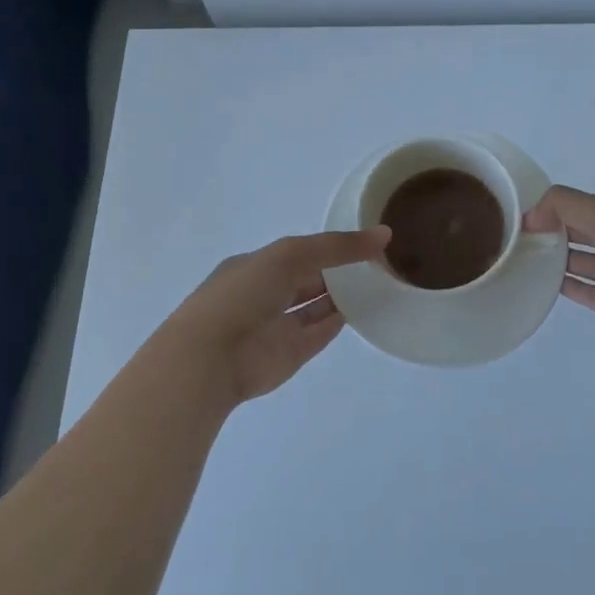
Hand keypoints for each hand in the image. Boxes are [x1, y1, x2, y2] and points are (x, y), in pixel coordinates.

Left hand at [146, 228, 391, 408]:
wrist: (210, 358)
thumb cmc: (244, 294)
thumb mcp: (291, 255)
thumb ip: (337, 246)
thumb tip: (383, 235)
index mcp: (256, 266)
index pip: (298, 252)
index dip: (329, 246)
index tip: (363, 241)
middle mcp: (265, 294)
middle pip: (309, 278)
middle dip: (338, 270)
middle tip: (379, 261)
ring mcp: (278, 325)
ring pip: (316, 306)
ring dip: (343, 295)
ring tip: (380, 282)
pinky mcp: (290, 353)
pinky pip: (320, 332)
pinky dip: (340, 321)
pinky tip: (365, 310)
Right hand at [522, 185, 594, 346]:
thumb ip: (564, 206)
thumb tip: (529, 216)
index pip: (585, 206)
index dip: (555, 208)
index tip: (523, 215)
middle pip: (583, 233)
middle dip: (553, 231)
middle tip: (515, 236)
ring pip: (583, 262)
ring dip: (556, 259)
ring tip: (521, 257)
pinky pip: (586, 292)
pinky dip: (564, 287)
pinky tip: (538, 282)